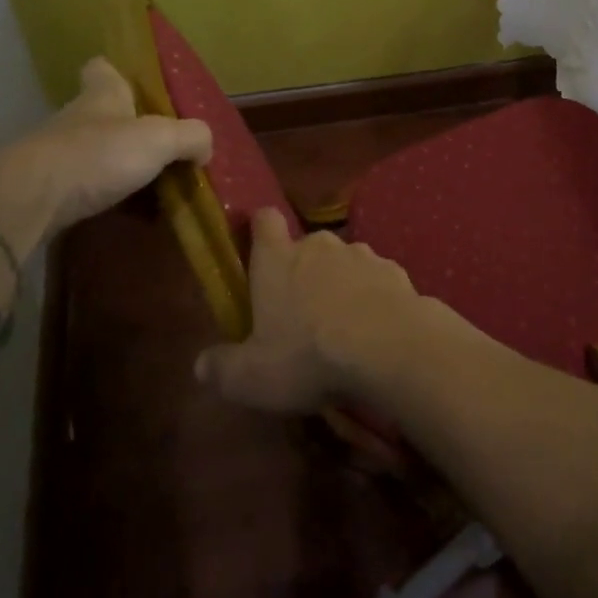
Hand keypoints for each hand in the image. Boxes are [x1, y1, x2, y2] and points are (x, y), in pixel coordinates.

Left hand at [14, 57, 212, 233]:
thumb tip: (205, 148)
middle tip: (159, 145)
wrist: (27, 201)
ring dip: (115, 165)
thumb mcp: (160, 138)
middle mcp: (76, 120)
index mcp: (102, 97)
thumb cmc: (98, 155)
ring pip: (92, 152)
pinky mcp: (45, 191)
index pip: (102, 69)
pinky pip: (82, 188)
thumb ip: (191, 137)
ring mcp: (56, 155)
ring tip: (150, 185)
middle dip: (127, 127)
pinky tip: (125, 213)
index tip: (132, 82)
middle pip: (101, 113)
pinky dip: (102, 196)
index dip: (115, 71)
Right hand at [194, 209, 426, 413]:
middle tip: (300, 313)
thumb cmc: (308, 356)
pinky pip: (376, 280)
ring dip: (340, 285)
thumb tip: (202, 364)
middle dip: (302, 272)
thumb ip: (222, 368)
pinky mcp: (395, 270)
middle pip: (306, 247)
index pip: (264, 220)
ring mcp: (362, 254)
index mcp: (278, 259)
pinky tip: (374, 331)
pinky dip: (372, 298)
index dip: (259, 229)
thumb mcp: (250, 377)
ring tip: (342, 327)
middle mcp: (320, 245)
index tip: (258, 248)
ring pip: (343, 262)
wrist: (390, 348)